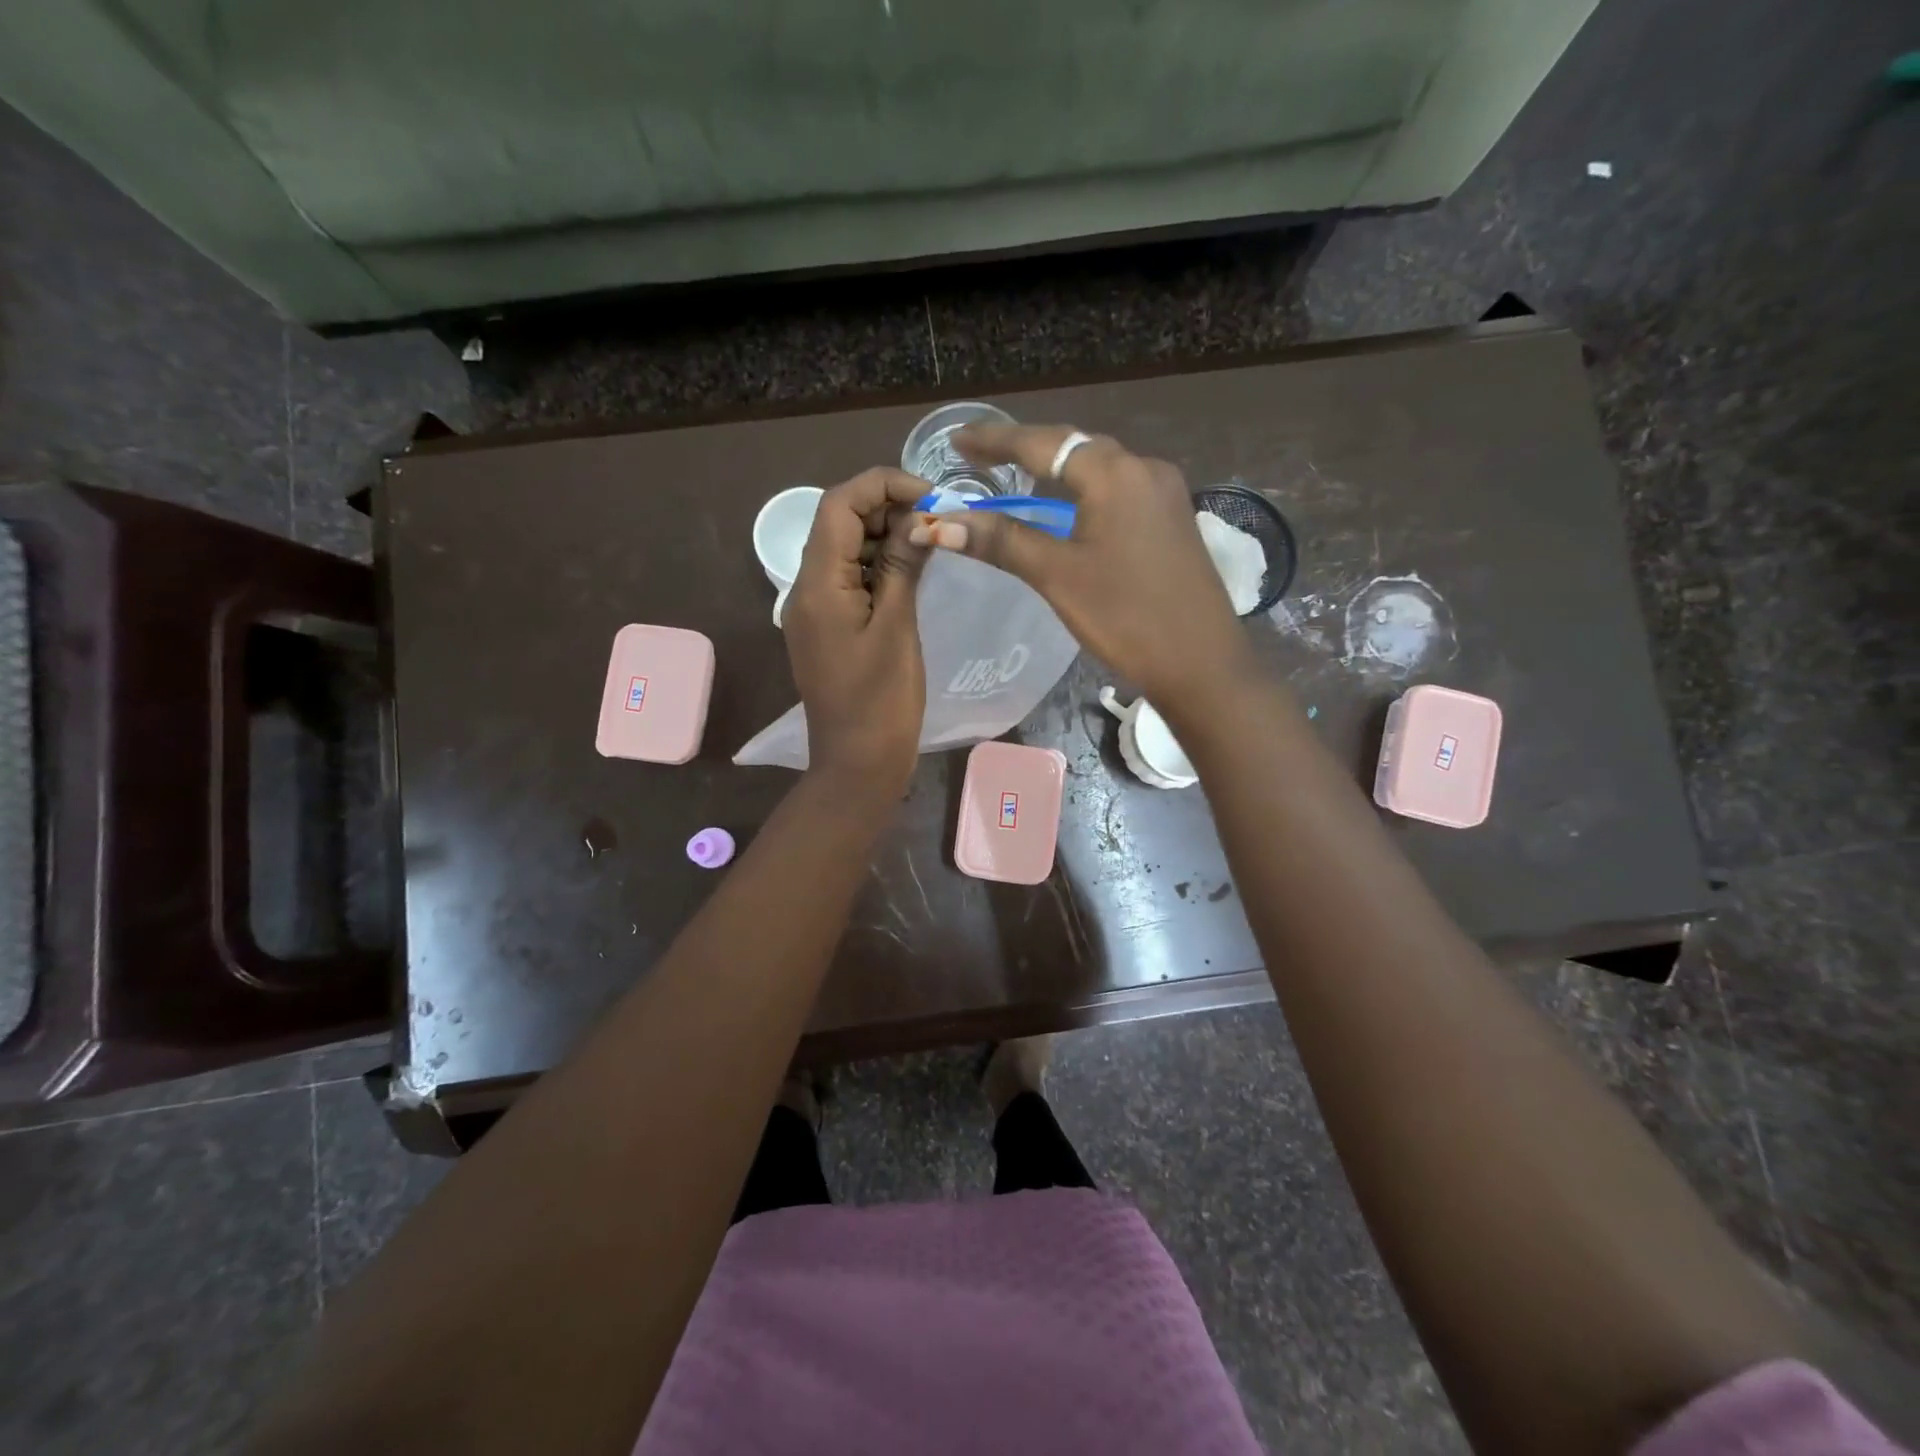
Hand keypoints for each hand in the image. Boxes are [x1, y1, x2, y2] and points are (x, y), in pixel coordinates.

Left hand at [783, 467, 930, 794]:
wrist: (857, 763)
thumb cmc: (881, 701)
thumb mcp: (897, 628)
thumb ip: (903, 566)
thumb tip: (920, 519)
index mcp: (817, 584)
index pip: (840, 504)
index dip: (884, 485)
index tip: (931, 497)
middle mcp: (806, 588)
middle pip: (839, 522)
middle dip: (887, 508)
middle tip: (937, 521)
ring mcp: (814, 609)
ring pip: (844, 549)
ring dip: (884, 536)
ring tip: (931, 542)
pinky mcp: (828, 627)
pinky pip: (848, 579)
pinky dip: (878, 566)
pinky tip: (912, 571)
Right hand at [910, 424, 1252, 707]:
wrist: (1202, 663)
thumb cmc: (1126, 617)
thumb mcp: (1057, 576)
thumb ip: (1002, 540)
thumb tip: (941, 523)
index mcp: (1115, 473)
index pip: (1043, 443)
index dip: (995, 441)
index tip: (956, 440)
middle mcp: (1145, 469)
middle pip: (1074, 447)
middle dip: (1025, 450)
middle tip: (979, 458)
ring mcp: (1165, 493)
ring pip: (1099, 468)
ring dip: (1056, 470)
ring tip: (1016, 477)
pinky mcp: (1173, 519)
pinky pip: (1119, 490)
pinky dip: (1084, 491)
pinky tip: (1068, 508)